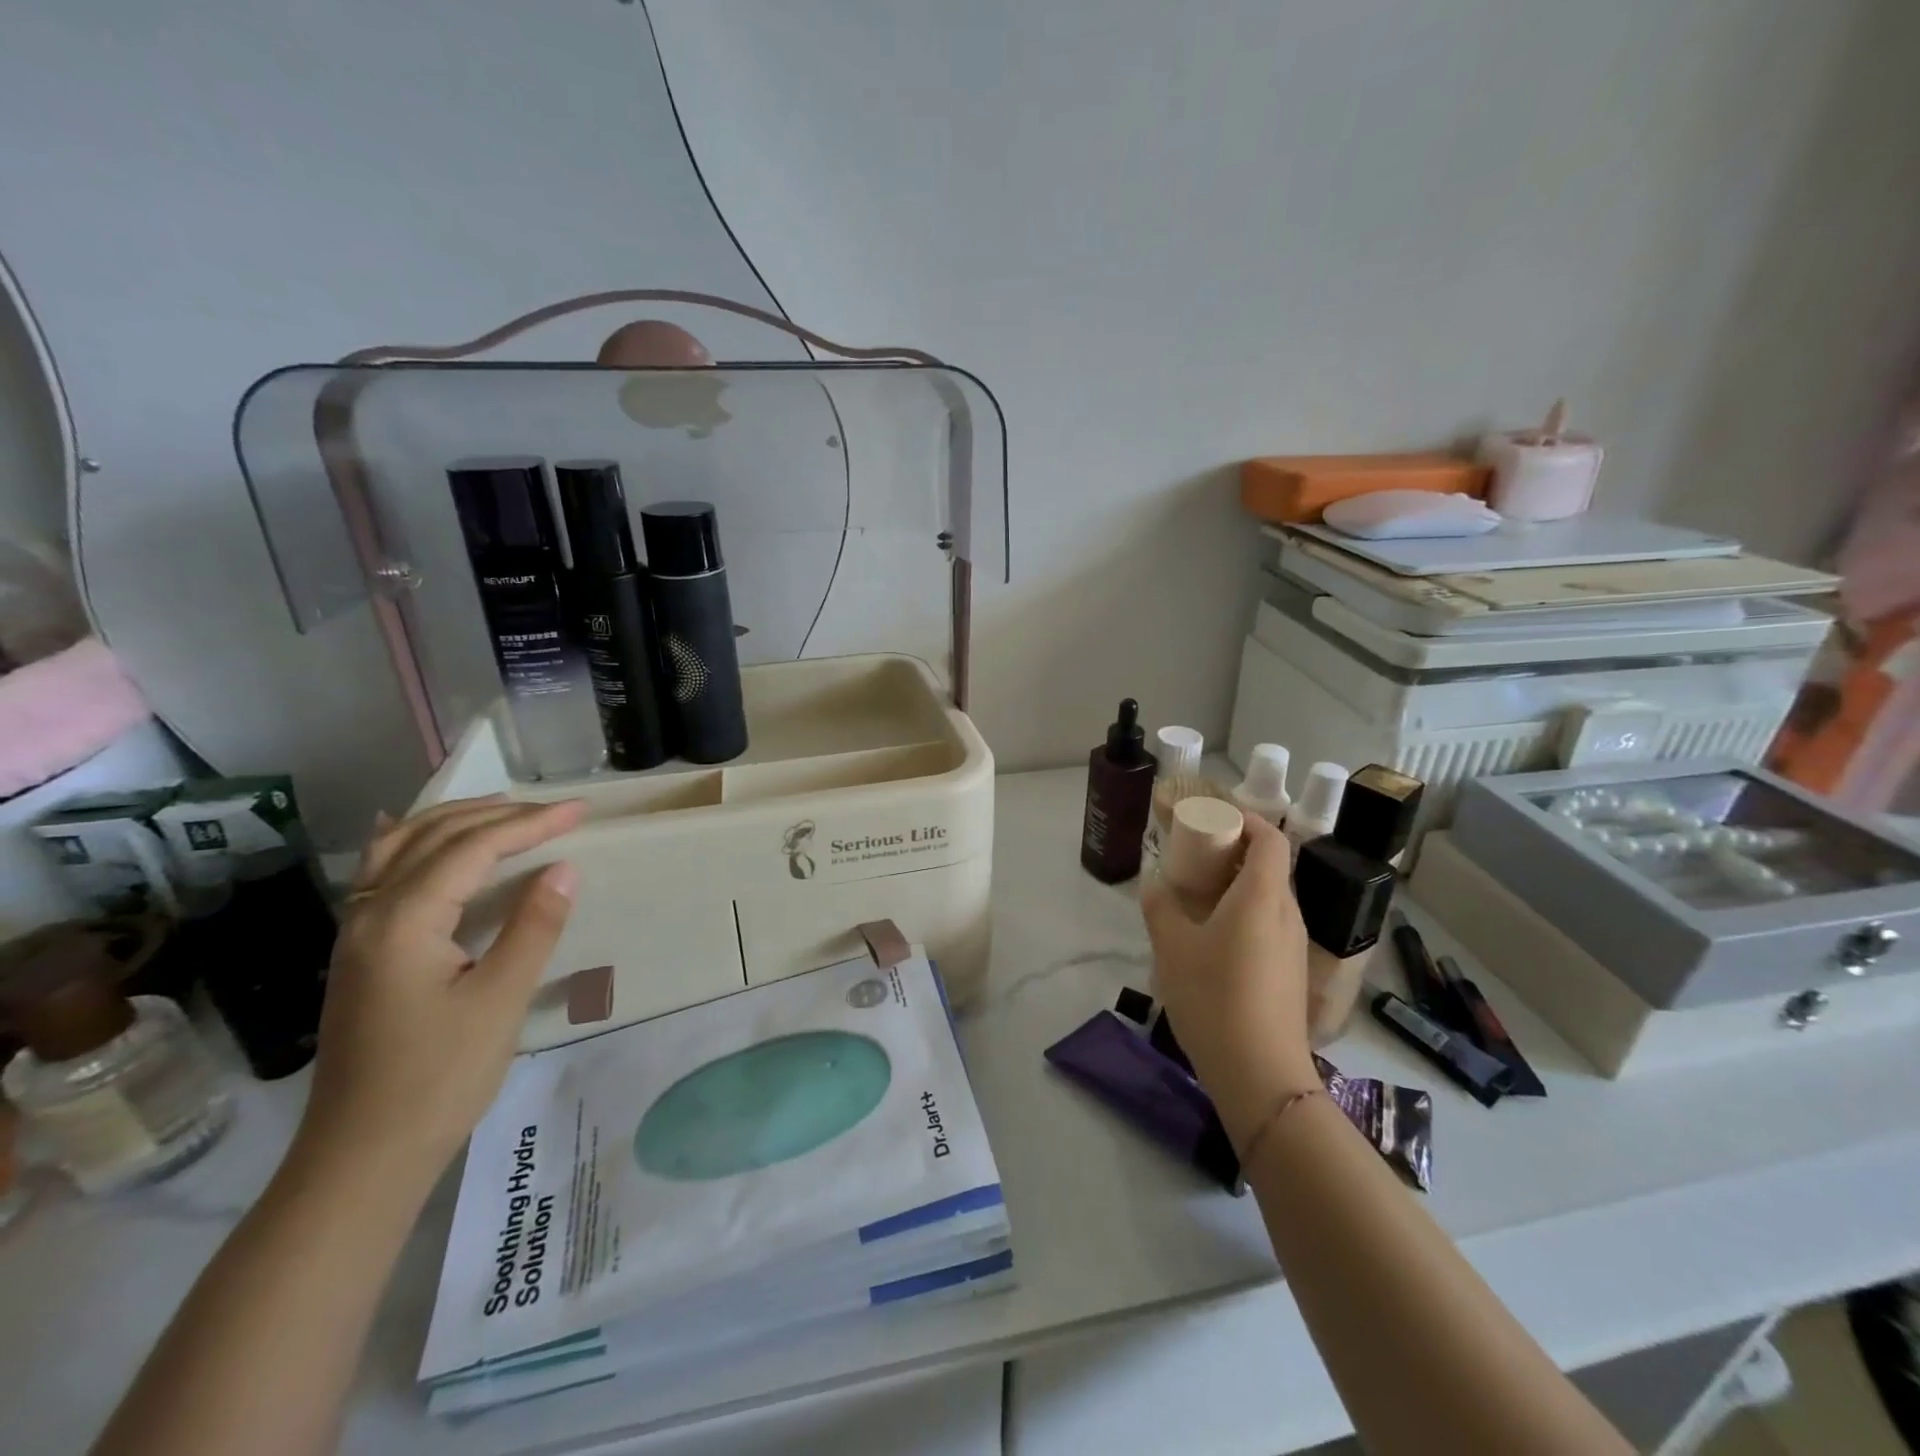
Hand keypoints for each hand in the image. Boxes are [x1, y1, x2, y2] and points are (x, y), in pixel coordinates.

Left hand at [295, 796, 586, 1181]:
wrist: (362, 1156)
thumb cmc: (439, 1078)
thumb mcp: (501, 1000)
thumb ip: (533, 926)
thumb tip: (563, 868)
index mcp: (403, 921)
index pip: (472, 849)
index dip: (530, 824)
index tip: (579, 811)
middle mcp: (369, 913)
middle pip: (432, 837)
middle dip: (497, 815)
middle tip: (554, 810)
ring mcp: (357, 933)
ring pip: (400, 848)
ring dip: (455, 821)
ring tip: (504, 811)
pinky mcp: (361, 953)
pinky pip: (385, 873)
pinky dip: (418, 844)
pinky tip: (428, 842)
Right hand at [1141, 812, 1318, 1148]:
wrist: (1261, 1074)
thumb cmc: (1214, 998)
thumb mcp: (1172, 947)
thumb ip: (1161, 906)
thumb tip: (1156, 883)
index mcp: (1262, 896)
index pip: (1270, 839)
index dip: (1247, 820)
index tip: (1215, 819)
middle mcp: (1287, 914)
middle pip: (1271, 866)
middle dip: (1236, 852)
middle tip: (1197, 856)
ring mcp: (1295, 946)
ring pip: (1272, 898)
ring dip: (1241, 885)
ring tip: (1200, 896)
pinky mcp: (1292, 973)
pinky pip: (1272, 925)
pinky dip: (1247, 914)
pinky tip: (1215, 939)